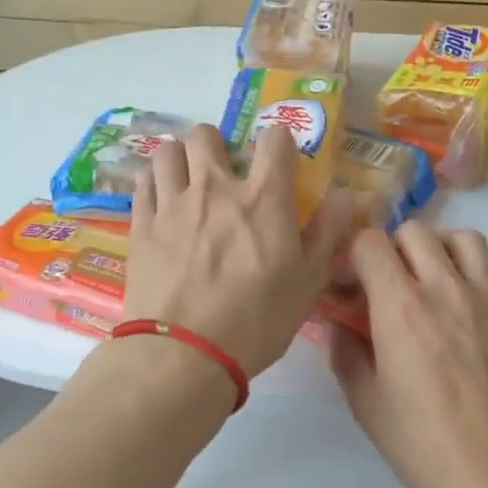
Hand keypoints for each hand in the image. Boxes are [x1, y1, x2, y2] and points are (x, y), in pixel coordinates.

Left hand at [125, 124, 353, 377]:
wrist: (184, 353)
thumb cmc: (256, 320)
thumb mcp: (308, 282)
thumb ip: (328, 231)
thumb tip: (346, 193)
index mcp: (263, 199)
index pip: (275, 139)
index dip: (280, 143)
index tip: (280, 162)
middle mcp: (215, 188)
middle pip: (207, 135)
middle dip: (218, 145)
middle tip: (225, 173)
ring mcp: (173, 204)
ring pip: (169, 151)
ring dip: (181, 159)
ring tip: (188, 181)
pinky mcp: (141, 225)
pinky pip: (143, 181)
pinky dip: (154, 181)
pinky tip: (162, 200)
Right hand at [331, 222, 487, 487]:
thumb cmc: (423, 444)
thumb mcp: (366, 404)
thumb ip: (345, 354)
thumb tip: (338, 325)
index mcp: (400, 307)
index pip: (371, 242)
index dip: (353, 256)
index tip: (349, 285)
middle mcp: (444, 288)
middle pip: (414, 231)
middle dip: (390, 249)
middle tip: (384, 285)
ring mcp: (484, 296)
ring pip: (460, 237)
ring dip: (436, 248)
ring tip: (425, 281)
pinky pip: (487, 269)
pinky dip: (466, 273)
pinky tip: (457, 309)